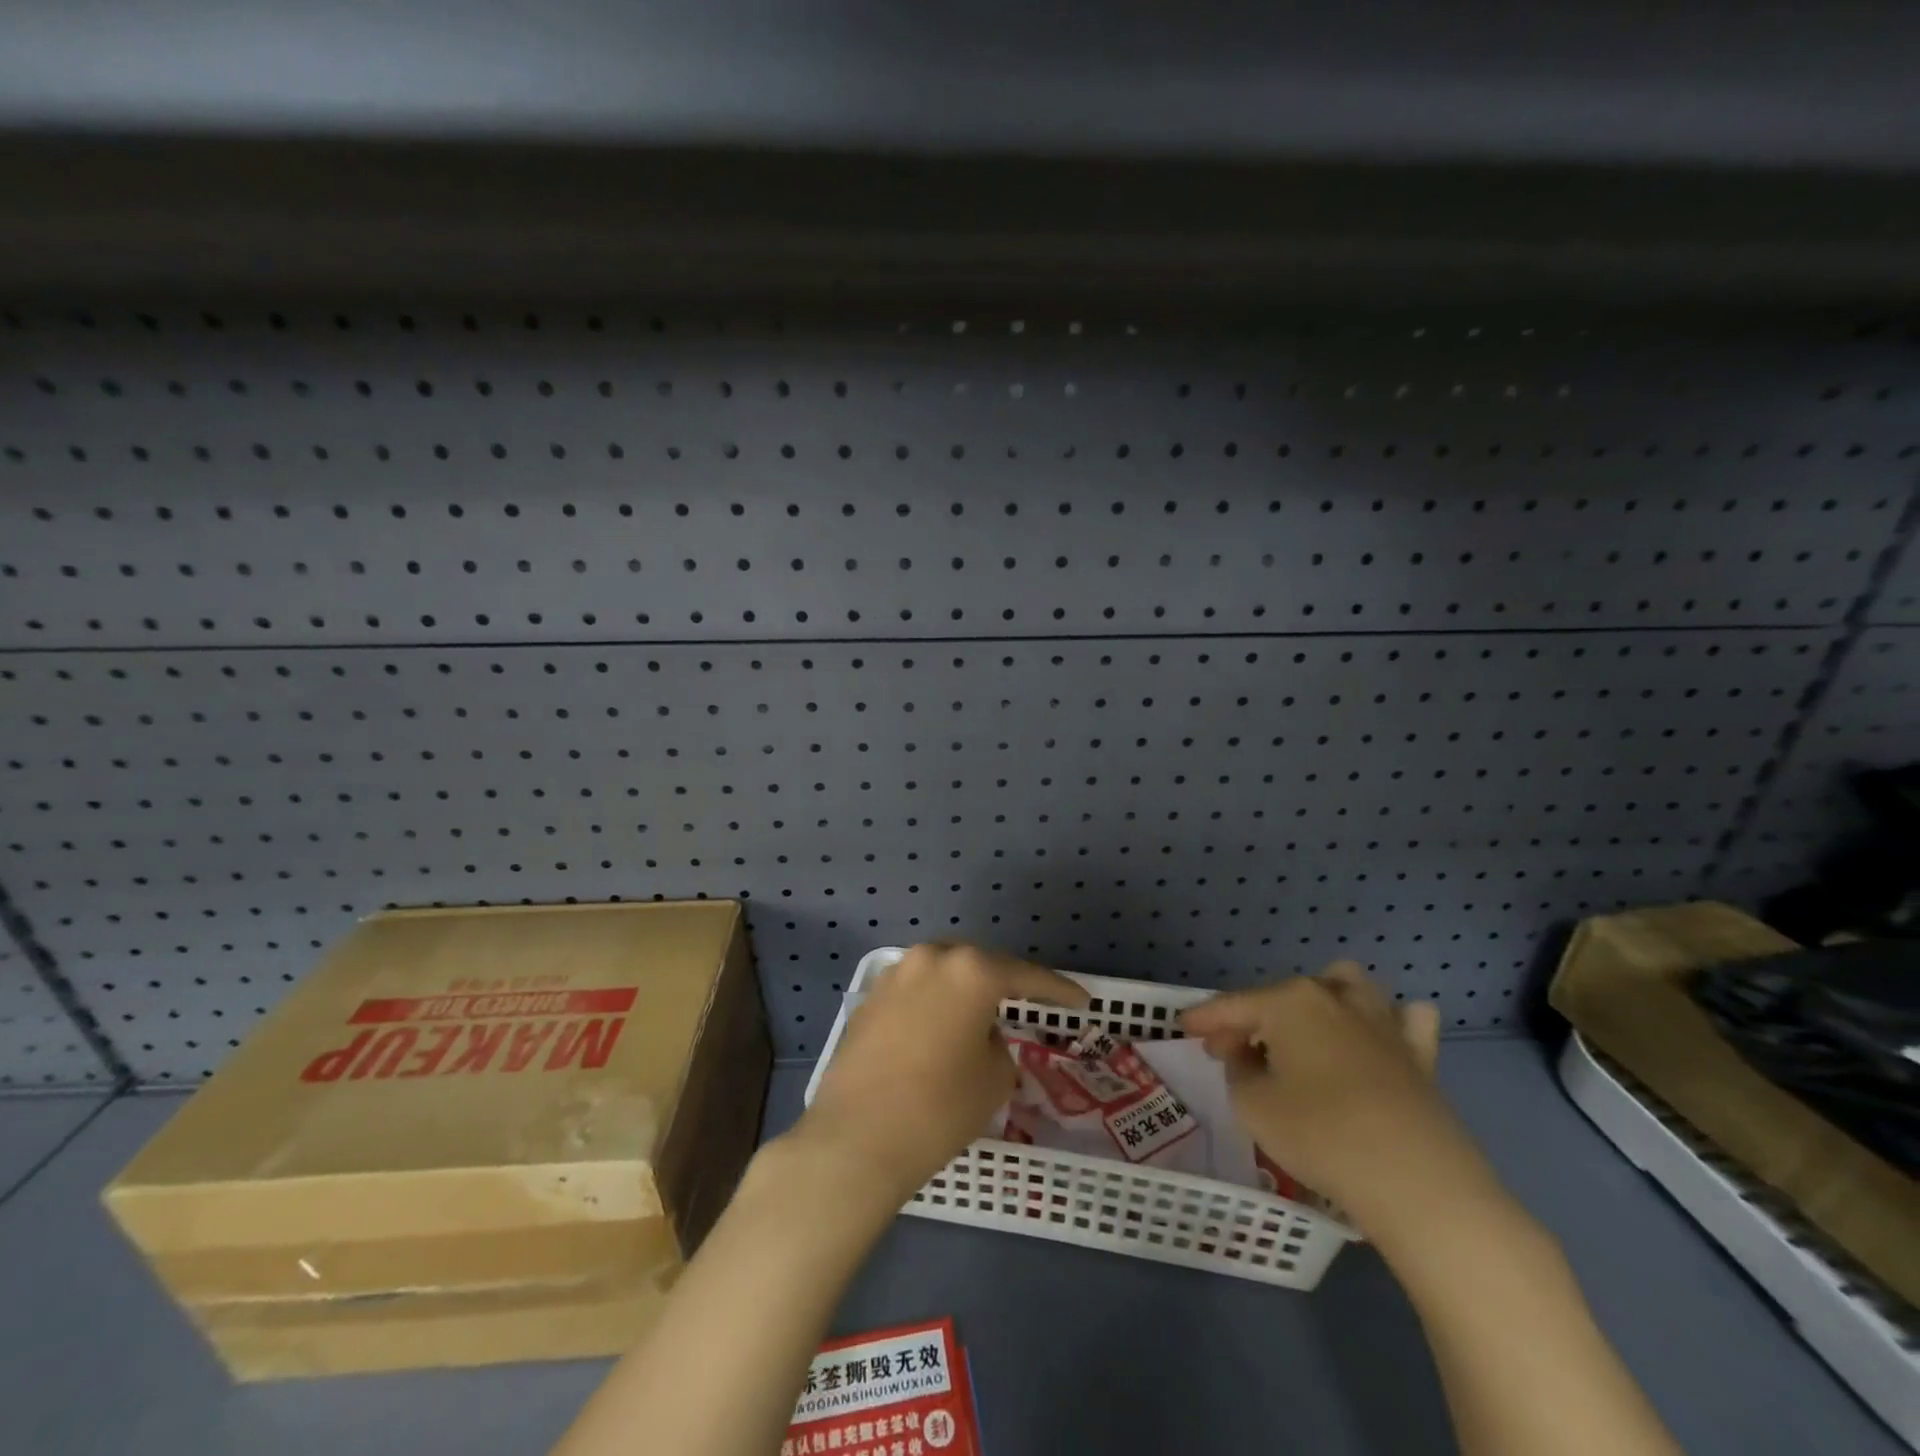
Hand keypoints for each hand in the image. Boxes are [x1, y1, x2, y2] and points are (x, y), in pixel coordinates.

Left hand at [794, 943, 1088, 1206]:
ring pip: (943, 974)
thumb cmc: (939, 1108)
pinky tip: (939, 1030)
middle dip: (1004, 983)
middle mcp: (931, 958)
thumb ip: (998, 1043)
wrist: (855, 1139)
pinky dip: (934, 1004)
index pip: (1026, 976)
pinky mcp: (870, 998)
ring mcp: (895, 975)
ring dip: (964, 991)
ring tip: (982, 1016)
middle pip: (979, 965)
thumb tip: (980, 1034)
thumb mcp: (994, 1079)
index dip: (1058, 990)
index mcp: (970, 970)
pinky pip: (915, 992)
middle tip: (1027, 1004)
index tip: (1082, 1000)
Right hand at [1180, 962, 1492, 1239]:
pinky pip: (1404, 1021)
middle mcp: (1333, 997)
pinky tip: (1375, 1040)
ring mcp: (1382, 1022)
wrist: (1417, 1181)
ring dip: (1319, 1000)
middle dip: (1253, 1018)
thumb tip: (1248, 1057)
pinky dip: (1388, 1023)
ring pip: (1345, 986)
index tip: (1182, 1028)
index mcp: (1289, 1001)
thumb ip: (1239, 1071)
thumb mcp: (1253, 1104)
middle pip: (1281, 997)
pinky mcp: (1419, 1056)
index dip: (1204, 1018)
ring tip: (1303, 1032)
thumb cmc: (1320, 1134)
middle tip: (1232, 1051)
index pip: (1233, 1005)